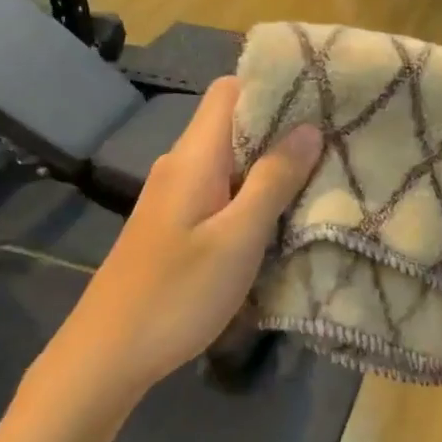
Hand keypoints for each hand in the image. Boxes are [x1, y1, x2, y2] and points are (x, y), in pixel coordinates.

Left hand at [48, 78, 320, 396]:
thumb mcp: (237, 239)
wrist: (108, 354)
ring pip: (229, 160)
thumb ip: (273, 181)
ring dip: (269, 164)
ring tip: (317, 175)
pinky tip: (278, 215)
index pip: (229, 90)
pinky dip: (251, 192)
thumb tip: (308, 128)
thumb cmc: (177, 293)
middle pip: (231, 123)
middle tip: (333, 141)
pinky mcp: (174, 224)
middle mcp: (181, 165)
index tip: (319, 98)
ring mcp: (174, 196)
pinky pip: (220, 190)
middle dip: (281, 127)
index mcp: (194, 157)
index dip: (272, 86)